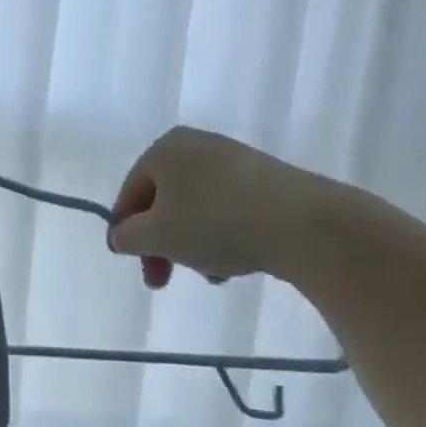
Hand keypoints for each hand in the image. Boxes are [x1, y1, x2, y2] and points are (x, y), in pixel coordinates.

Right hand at [107, 127, 334, 288]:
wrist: (305, 224)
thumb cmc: (214, 223)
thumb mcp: (155, 236)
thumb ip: (126, 236)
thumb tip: (120, 236)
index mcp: (164, 149)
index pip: (130, 194)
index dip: (127, 233)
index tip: (139, 267)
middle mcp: (197, 146)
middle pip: (164, 203)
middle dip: (163, 244)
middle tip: (165, 280)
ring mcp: (236, 160)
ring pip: (197, 210)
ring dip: (193, 245)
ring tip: (212, 274)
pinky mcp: (269, 179)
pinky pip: (230, 210)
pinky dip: (224, 236)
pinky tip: (237, 263)